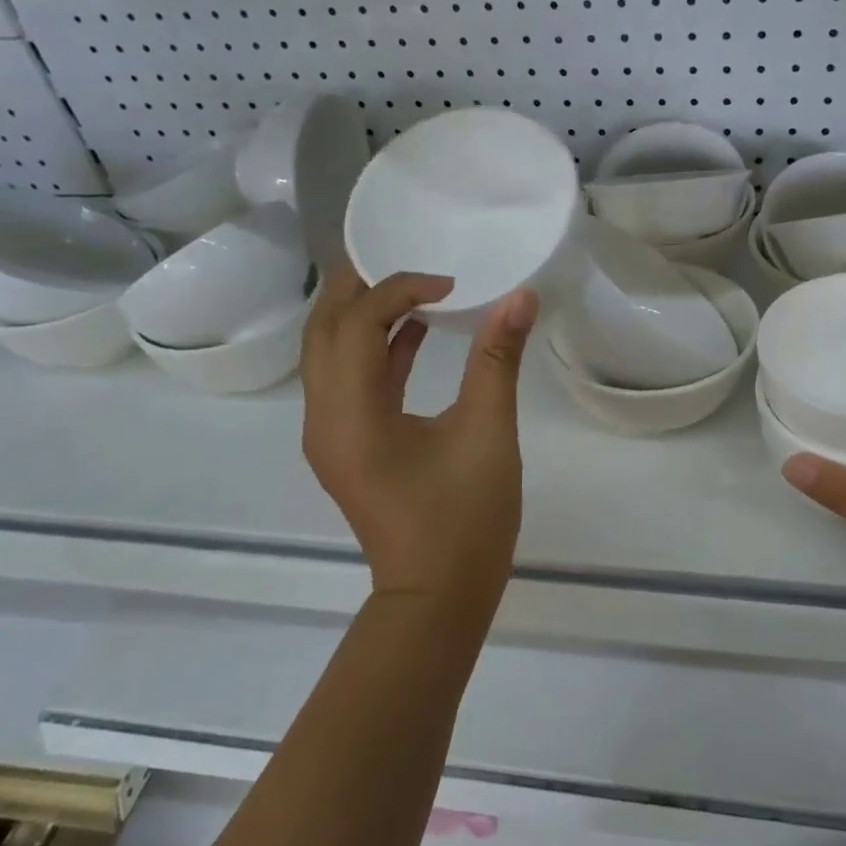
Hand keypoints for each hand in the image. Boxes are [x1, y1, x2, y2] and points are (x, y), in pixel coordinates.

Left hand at [301, 261, 538, 609]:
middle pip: (325, 331)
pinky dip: (376, 349)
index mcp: (351, 414)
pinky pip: (350, 381)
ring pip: (331, 355)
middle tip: (398, 250)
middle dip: (357, 286)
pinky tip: (416, 331)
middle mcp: (324, 418)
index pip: (358, 325)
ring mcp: (332, 435)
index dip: (400, 290)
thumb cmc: (464, 518)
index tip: (451, 284)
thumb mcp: (487, 434)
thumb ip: (498, 360)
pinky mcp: (349, 445)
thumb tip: (520, 298)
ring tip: (408, 282)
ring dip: (363, 315)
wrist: (438, 595)